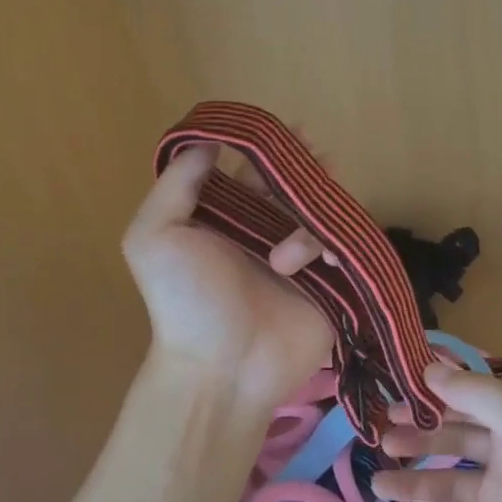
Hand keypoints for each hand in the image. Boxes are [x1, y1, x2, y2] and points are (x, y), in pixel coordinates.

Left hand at [121, 144, 335, 413]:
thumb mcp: (154, 237)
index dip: (270, 148)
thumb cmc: (186, 302)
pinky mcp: (330, 282)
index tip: (289, 131)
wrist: (221, 370)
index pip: (254, 171)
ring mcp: (301, 258)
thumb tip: (204, 139)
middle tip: (317, 163)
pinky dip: (339, 245)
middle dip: (307, 172)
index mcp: (227, 218)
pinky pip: (347, 246)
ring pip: (324, 213)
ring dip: (308, 224)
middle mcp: (265, 232)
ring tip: (284, 262)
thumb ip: (176, 184)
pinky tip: (324, 262)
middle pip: (296, 186)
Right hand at [371, 363, 501, 501]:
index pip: (469, 401)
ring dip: (413, 482)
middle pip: (454, 441)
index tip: (396, 392)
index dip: (434, 395)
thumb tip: (429, 366)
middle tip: (381, 437)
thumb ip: (475, 392)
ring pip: (447, 485)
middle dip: (418, 437)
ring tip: (377, 485)